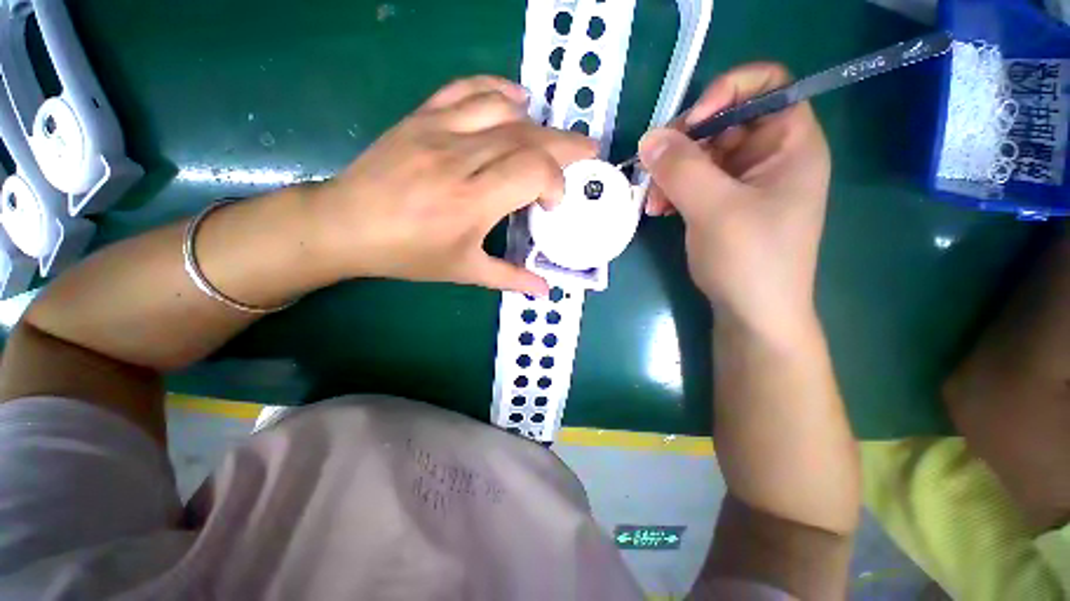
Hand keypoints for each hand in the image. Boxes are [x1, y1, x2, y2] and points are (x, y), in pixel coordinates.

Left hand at [311, 76, 596, 294]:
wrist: (347, 225)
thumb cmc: (408, 254)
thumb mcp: (463, 272)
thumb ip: (509, 278)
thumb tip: (545, 290)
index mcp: (472, 201)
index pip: (533, 170)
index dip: (556, 180)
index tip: (553, 203)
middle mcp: (460, 159)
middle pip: (527, 136)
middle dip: (565, 144)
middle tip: (587, 152)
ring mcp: (439, 131)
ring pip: (503, 110)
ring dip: (537, 122)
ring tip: (553, 138)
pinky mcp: (422, 117)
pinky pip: (466, 89)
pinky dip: (498, 88)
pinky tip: (518, 99)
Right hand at [639, 63, 830, 336]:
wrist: (752, 313)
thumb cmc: (750, 259)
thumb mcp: (715, 209)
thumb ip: (681, 168)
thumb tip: (649, 138)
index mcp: (790, 144)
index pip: (767, 86)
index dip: (727, 92)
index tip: (691, 124)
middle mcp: (770, 156)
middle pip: (724, 122)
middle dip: (684, 145)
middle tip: (654, 170)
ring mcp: (745, 182)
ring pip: (702, 155)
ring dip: (672, 173)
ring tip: (652, 202)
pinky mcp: (724, 204)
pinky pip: (695, 182)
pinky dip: (673, 191)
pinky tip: (658, 210)